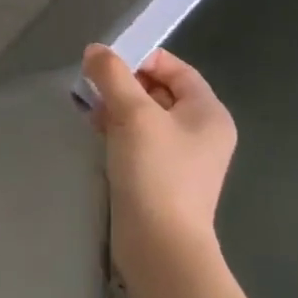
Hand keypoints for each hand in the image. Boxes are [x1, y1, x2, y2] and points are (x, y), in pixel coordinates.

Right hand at [82, 44, 236, 272]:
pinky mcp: (161, 176)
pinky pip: (138, 139)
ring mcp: (182, 156)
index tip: (106, 62)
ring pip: (145, 115)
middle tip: (92, 85)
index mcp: (208, 112)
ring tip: (89, 108)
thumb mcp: (132, 113)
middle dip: (123, 83)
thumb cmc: (155, 171)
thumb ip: (113, 75)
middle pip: (158, 90)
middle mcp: (201, 131)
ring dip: (116, 105)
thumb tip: (96, 51)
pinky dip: (117, 129)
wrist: (160, 246)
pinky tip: (95, 131)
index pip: (175, 68)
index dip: (141, 58)